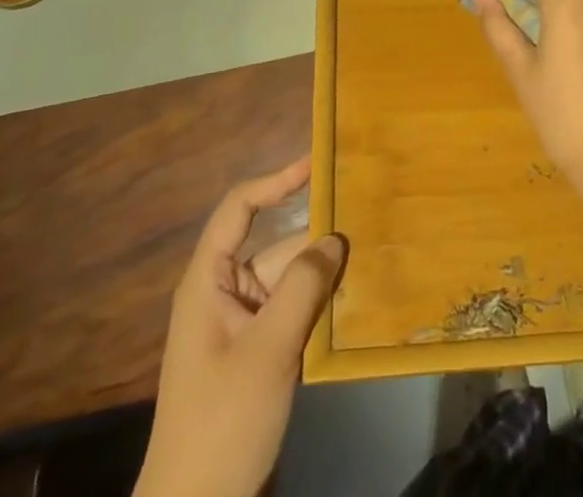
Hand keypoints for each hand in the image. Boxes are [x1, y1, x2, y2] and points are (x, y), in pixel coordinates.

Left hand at [135, 157, 346, 496]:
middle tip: (367, 221)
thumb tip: (335, 238)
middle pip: (275, 247)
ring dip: (323, 276)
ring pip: (289, 282)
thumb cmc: (223, 419)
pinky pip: (293, 314)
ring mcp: (241, 328)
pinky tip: (355, 303)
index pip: (240, 209)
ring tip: (373, 257)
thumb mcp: (268, 349)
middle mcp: (224, 295)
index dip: (276, 181)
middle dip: (316, 239)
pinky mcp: (258, 357)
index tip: (316, 164)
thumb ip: (303, 286)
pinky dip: (320, 308)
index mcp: (209, 281)